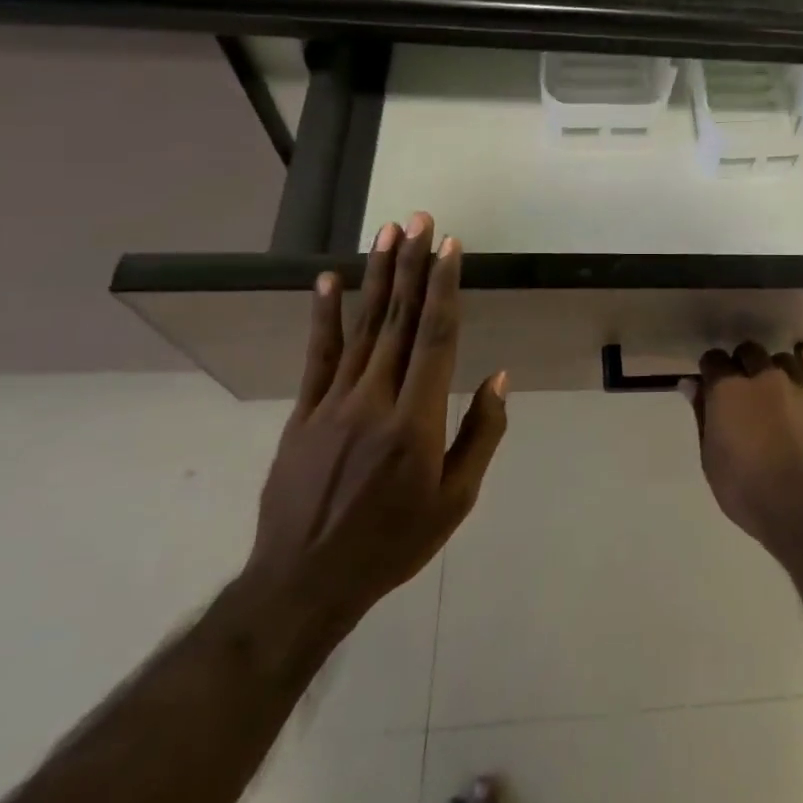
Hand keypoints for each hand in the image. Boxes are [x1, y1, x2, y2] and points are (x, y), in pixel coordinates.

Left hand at [237, 213, 507, 650]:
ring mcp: (333, 403)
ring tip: (387, 233)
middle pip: (398, 319)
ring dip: (376, 276)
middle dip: (411, 265)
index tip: (450, 246)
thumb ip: (480, 435)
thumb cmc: (393, 542)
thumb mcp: (455, 501)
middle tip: (418, 219)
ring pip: (362, 327)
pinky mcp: (304, 413)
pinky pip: (318, 356)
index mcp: (416, 421)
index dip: (444, 287)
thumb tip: (498, 378)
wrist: (303, 583)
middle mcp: (374, 399)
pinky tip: (328, 281)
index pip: (435, 338)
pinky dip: (324, 316)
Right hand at [688, 340, 802, 548]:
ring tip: (775, 393)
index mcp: (729, 390)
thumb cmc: (747, 490)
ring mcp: (800, 389)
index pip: (714, 359)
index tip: (710, 384)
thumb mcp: (711, 459)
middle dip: (743, 363)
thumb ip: (702, 416)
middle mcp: (765, 378)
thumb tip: (691, 384)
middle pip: (750, 351)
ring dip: (776, 371)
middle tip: (742, 388)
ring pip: (785, 360)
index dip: (711, 369)